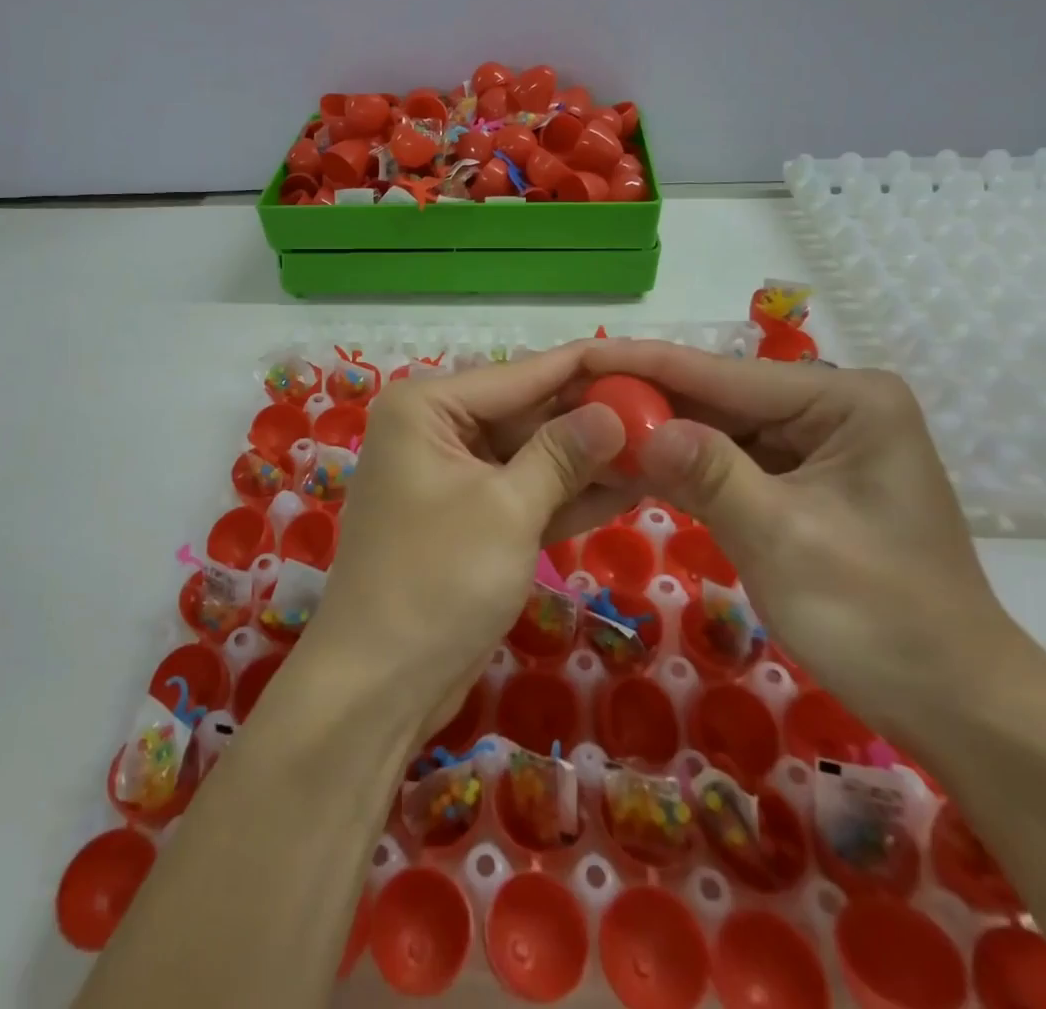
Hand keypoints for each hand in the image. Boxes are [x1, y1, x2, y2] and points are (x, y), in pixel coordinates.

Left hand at [303, 345, 625, 744]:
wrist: (378, 685)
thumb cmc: (436, 580)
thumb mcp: (508, 510)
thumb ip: (562, 454)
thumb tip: (614, 411)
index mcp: (427, 406)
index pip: (520, 374)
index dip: (586, 368)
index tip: (650, 361)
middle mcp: (435, 429)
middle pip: (527, 412)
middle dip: (592, 419)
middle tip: (667, 414)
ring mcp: (452, 476)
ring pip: (531, 455)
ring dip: (588, 458)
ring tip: (663, 447)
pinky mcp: (470, 519)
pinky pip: (525, 492)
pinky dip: (568, 494)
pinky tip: (631, 486)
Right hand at [581, 342, 1022, 749]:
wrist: (957, 707)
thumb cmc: (879, 617)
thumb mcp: (784, 539)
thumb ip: (710, 474)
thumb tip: (639, 427)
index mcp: (848, 401)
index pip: (726, 375)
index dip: (647, 365)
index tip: (582, 353)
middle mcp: (834, 408)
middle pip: (721, 397)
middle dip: (650, 400)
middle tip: (573, 395)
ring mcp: (819, 444)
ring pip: (721, 428)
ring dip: (661, 434)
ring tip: (590, 424)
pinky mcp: (804, 481)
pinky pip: (733, 462)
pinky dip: (686, 467)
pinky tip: (634, 462)